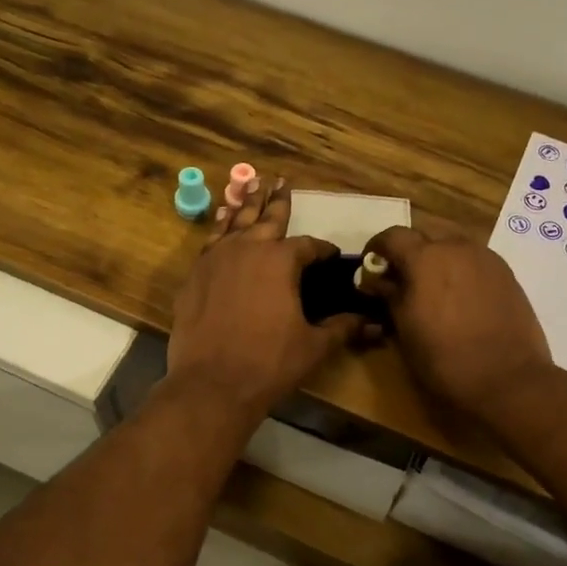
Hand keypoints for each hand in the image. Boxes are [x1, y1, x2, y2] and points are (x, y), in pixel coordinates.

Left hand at [164, 177, 362, 422]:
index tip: (331, 255)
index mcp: (280, 261)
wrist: (211, 384)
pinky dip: (218, 230)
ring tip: (250, 185)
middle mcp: (247, 249)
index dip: (322, 250)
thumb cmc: (269, 363)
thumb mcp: (313, 346)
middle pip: (266, 219)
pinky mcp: (194, 277)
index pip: (308, 246)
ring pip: (233, 223)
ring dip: (244, 205)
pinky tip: (221, 226)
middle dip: (277, 202)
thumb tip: (372, 324)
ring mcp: (215, 260)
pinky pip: (209, 244)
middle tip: (280, 181)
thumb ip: (342, 328)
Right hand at [357, 224, 553, 419]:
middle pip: (425, 234)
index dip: (377, 247)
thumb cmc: (445, 358)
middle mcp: (456, 247)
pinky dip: (460, 267)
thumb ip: (390, 296)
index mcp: (425, 258)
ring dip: (437, 256)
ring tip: (432, 286)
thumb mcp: (405, 330)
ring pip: (453, 243)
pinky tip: (459, 295)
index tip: (372, 265)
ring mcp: (486, 257)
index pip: (392, 235)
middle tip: (402, 277)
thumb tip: (379, 281)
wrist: (508, 378)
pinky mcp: (506, 273)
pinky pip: (474, 258)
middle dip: (409, 250)